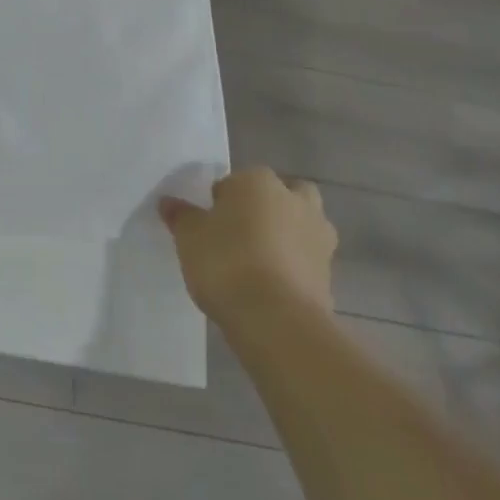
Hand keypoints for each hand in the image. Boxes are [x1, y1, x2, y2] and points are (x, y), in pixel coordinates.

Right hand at [159, 168, 337, 323]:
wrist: (275, 319)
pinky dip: (294, 267)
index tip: (209, 221)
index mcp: (258, 181)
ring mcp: (318, 238)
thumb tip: (169, 203)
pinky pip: (307, 261)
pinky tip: (271, 287)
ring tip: (257, 261)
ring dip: (287, 236)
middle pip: (284, 194)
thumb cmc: (226, 261)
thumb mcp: (189, 236)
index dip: (222, 200)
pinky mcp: (330, 275)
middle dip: (269, 207)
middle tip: (242, 231)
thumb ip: (181, 216)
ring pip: (303, 226)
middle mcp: (295, 201)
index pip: (237, 180)